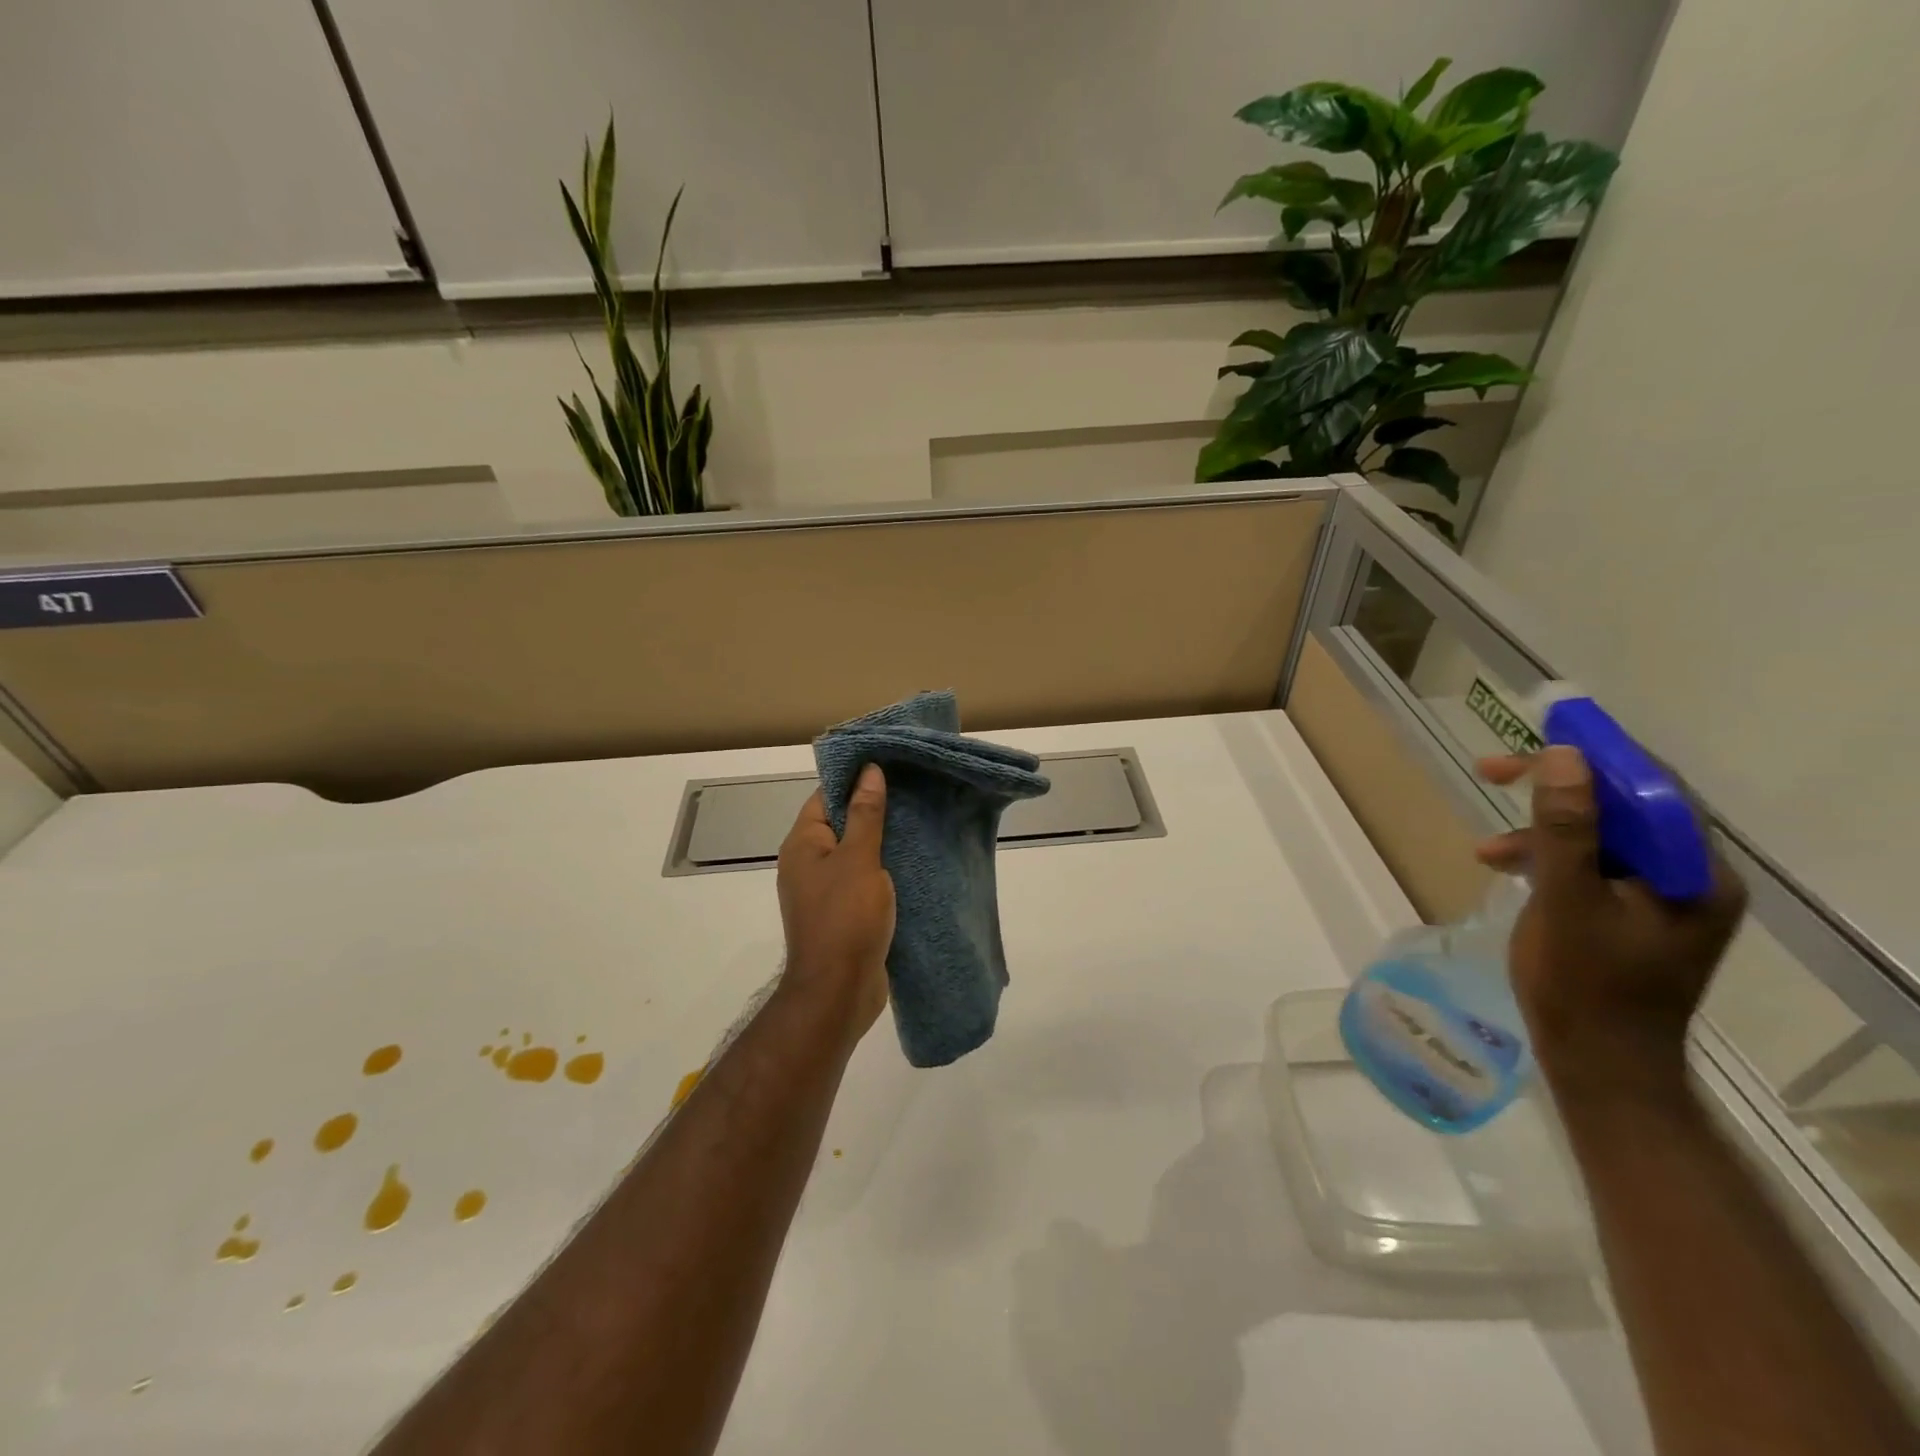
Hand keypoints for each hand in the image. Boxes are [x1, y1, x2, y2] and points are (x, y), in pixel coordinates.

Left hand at [775, 764, 894, 1040]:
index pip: (826, 797)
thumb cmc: (846, 918)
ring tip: (919, 822)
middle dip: (874, 809)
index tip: (889, 767)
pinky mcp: (843, 914)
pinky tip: (912, 863)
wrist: (839, 991)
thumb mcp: (859, 859)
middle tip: (913, 792)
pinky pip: (863, 881)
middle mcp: (808, 864)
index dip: (855, 779)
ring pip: (855, 854)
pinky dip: (883, 871)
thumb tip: (869, 771)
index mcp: (803, 844)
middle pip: (841, 824)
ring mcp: (824, 892)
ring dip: (882, 842)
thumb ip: (866, 814)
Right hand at [1475, 745, 1747, 1092]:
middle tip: (1491, 771)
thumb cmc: (1584, 985)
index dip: (1597, 756)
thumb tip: (1566, 757)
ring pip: (1599, 836)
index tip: (1539, 736)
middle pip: (1623, 808)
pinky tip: (1504, 867)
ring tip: (1487, 847)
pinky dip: (1546, 859)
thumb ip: (1567, 828)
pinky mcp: (1630, 913)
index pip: (1652, 790)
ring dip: (1541, 830)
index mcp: (1695, 874)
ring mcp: (1661, 898)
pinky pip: (1590, 865)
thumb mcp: (1567, 901)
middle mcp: (1690, 878)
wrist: (1598, 1063)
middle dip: (1555, 789)